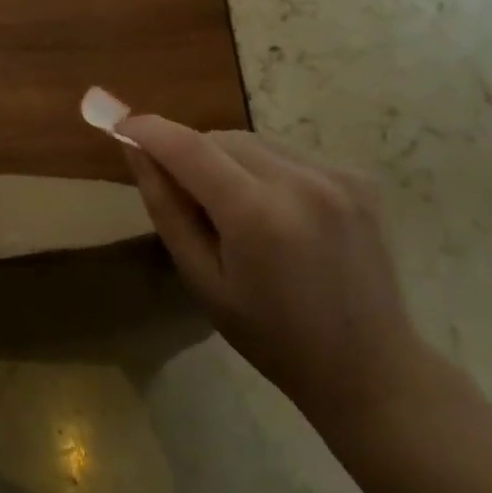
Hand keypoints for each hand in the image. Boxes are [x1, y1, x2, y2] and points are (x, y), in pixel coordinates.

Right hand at [119, 117, 425, 430]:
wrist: (370, 368)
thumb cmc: (272, 336)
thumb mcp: (202, 280)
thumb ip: (166, 208)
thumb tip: (134, 149)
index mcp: (257, 215)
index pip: (188, 147)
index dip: (149, 130)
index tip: (120, 124)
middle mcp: (299, 182)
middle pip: (221, 138)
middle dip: (191, 154)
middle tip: (186, 196)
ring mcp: (336, 176)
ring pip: (254, 142)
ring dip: (229, 161)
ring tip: (235, 209)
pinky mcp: (358, 178)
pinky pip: (288, 155)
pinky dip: (266, 170)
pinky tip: (278, 214)